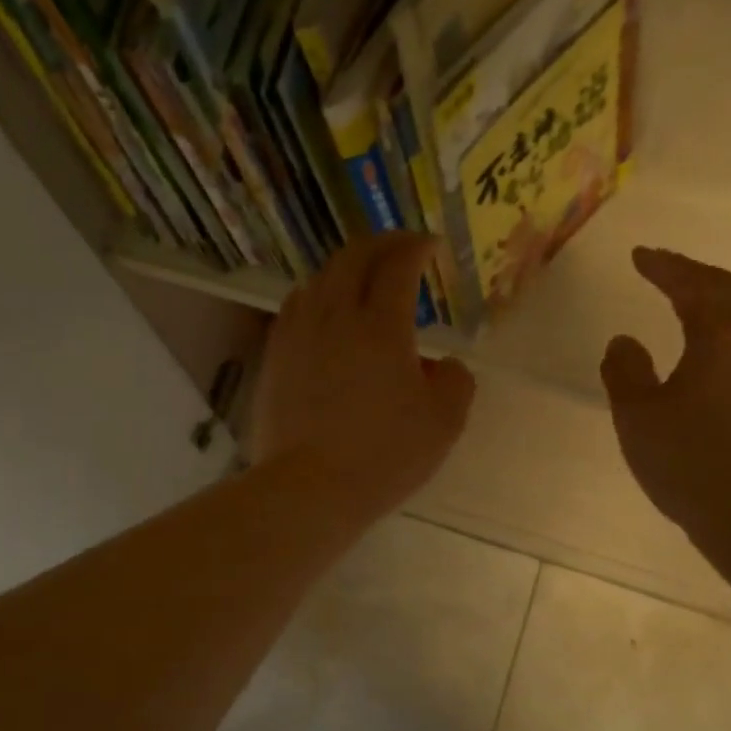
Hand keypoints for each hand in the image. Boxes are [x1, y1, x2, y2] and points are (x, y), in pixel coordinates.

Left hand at [253, 233, 476, 522]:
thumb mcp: (443, 423)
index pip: (398, 264)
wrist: (309, 487)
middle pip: (353, 257)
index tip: (430, 246)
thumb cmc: (383, 455)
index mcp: (381, 325)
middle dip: (381, 243)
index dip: (416, 247)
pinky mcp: (275, 356)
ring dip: (347, 267)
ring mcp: (298, 334)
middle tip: (400, 248)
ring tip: (362, 278)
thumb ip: (455, 381)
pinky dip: (317, 295)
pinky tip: (323, 312)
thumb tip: (443, 364)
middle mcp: (335, 316)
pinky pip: (296, 306)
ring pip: (320, 278)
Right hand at [599, 248, 730, 574]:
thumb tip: (624, 341)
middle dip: (693, 276)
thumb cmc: (693, 464)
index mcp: (724, 335)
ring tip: (689, 303)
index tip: (639, 255)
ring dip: (718, 302)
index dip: (663, 266)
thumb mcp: (638, 418)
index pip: (692, 285)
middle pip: (729, 291)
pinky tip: (718, 351)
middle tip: (663, 270)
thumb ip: (625, 371)